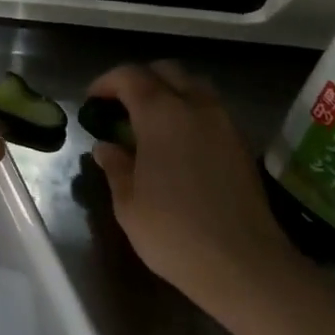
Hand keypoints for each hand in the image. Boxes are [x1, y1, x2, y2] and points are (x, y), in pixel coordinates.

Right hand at [87, 62, 297, 308]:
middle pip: (167, 71)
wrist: (242, 263)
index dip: (106, 83)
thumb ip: (115, 166)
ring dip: (169, 93)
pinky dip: (190, 113)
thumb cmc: (173, 231)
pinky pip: (211, 111)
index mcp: (161, 113)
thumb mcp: (128, 203)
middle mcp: (196, 106)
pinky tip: (178, 144)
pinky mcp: (241, 144)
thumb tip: (106, 147)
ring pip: (194, 87)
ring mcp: (224, 123)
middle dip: (140, 80)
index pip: (130, 76)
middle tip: (121, 107)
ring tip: (150, 123)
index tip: (92, 101)